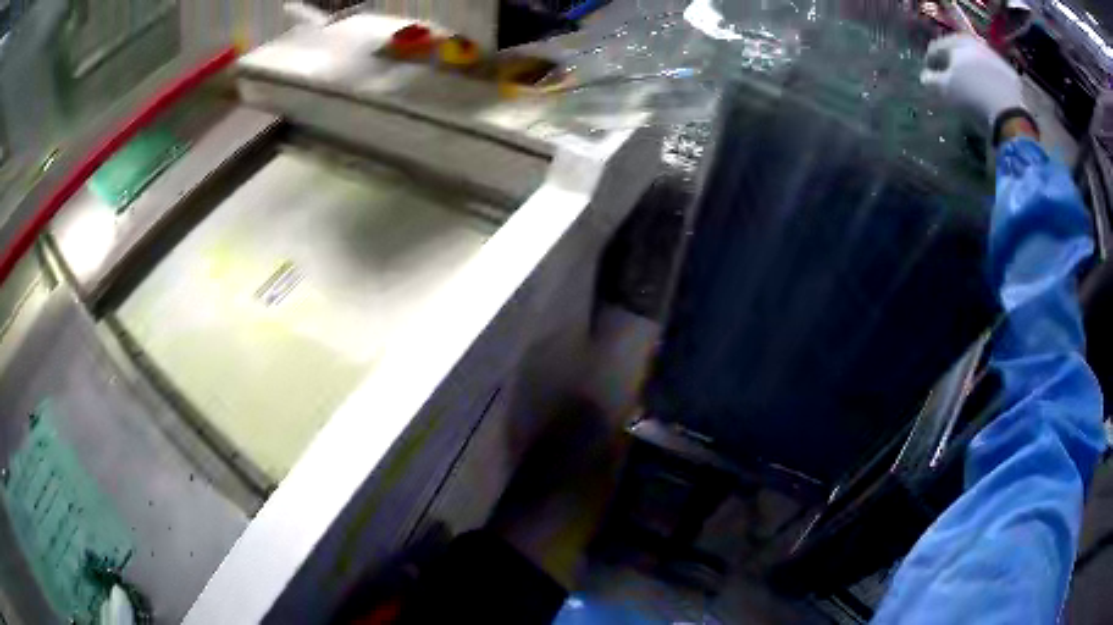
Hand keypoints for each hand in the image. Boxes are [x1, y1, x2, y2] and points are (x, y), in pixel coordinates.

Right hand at [920, 34, 1034, 140]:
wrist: (1009, 117)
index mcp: (957, 43)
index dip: (931, 60)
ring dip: (973, 71)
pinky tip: (987, 94)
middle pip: (960, 51)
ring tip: (970, 85)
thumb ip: (932, 81)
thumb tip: (925, 77)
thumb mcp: (945, 91)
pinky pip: (995, 76)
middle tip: (950, 76)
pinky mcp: (1011, 76)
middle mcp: (976, 45)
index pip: (937, 47)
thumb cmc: (972, 99)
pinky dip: (989, 82)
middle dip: (954, 63)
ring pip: (979, 62)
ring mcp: (996, 59)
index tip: (928, 73)